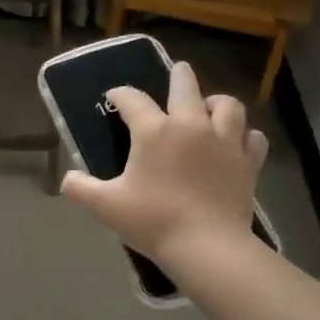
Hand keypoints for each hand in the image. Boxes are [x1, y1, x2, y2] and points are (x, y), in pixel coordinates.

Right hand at [60, 60, 266, 272]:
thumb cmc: (153, 221)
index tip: (114, 97)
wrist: (207, 246)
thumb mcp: (106, 206)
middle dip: (178, 76)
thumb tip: (67, 179)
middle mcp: (191, 124)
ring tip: (209, 109)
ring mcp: (225, 140)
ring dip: (216, 102)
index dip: (120, 94)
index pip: (133, 99)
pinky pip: (252, 137)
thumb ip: (81, 188)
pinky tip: (236, 143)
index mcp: (154, 130)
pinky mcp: (248, 161)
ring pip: (227, 104)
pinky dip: (243, 135)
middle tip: (177, 73)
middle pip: (186, 85)